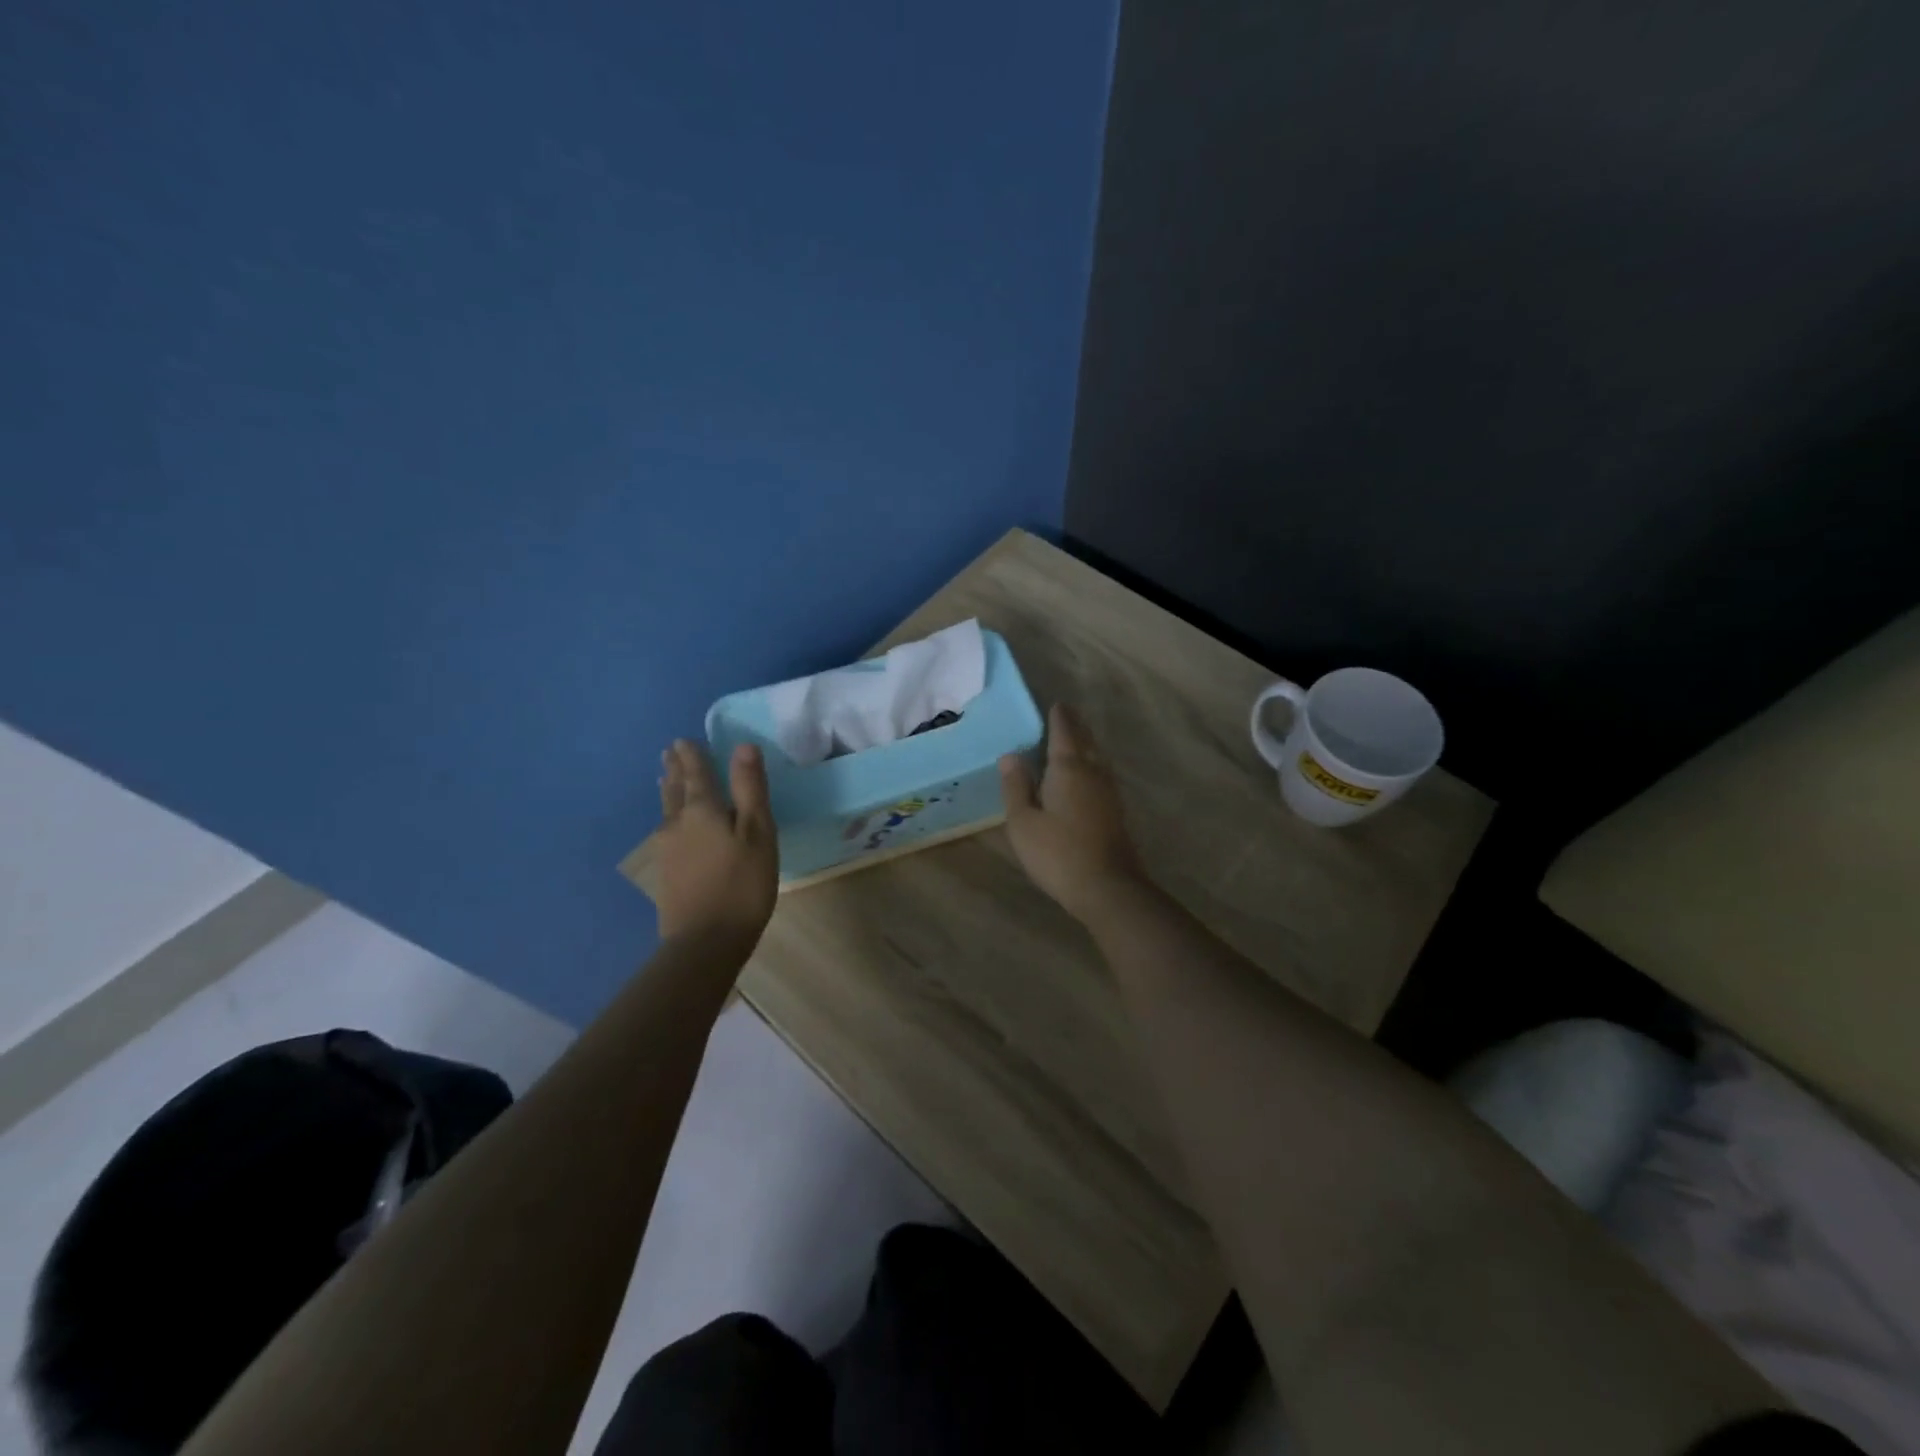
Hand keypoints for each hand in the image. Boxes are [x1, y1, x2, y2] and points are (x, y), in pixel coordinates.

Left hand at [655, 739, 778, 945]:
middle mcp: (678, 823)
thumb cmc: (742, 883)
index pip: (695, 772)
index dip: (692, 755)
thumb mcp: (758, 832)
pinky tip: (670, 823)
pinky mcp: (667, 871)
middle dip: (675, 768)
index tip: (684, 739)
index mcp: (702, 809)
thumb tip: (743, 746)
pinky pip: (665, 829)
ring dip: (668, 789)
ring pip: (667, 809)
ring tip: (665, 777)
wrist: (706, 941)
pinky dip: (668, 814)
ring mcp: (668, 849)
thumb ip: (750, 788)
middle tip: (670, 751)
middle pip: (675, 788)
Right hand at [1000, 703, 1149, 924]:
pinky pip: (1101, 774)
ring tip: (1074, 738)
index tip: (1055, 703)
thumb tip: (1011, 755)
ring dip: (1086, 744)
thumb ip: (1016, 786)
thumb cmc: (1058, 853)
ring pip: (1097, 757)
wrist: (1107, 888)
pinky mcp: (1116, 811)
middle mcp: (1093, 772)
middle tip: (1065, 714)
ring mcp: (1109, 792)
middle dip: (1075, 726)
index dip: (1058, 716)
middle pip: (1085, 740)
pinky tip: (1086, 775)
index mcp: (1068, 768)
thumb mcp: (1023, 822)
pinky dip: (1092, 764)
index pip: (1063, 732)